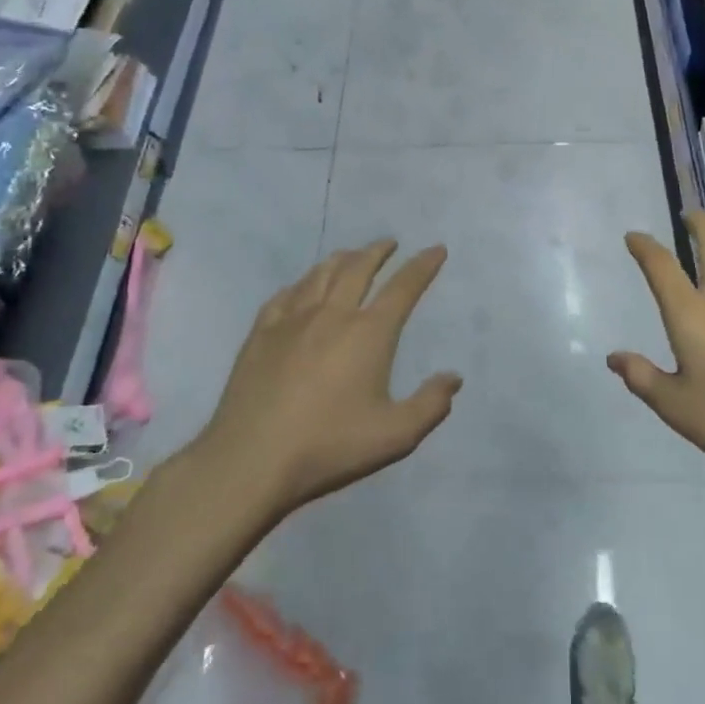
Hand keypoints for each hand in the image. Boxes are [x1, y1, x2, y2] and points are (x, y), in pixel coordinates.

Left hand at [202, 240, 460, 514]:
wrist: (251, 459)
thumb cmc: (330, 446)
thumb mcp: (396, 435)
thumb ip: (431, 405)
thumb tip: (453, 378)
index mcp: (369, 333)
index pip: (403, 287)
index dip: (423, 265)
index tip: (436, 249)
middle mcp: (332, 314)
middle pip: (358, 268)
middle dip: (378, 252)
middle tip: (390, 243)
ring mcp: (291, 321)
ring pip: (320, 274)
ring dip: (341, 259)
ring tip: (351, 255)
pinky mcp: (260, 334)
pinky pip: (284, 295)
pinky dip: (301, 283)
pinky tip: (301, 287)